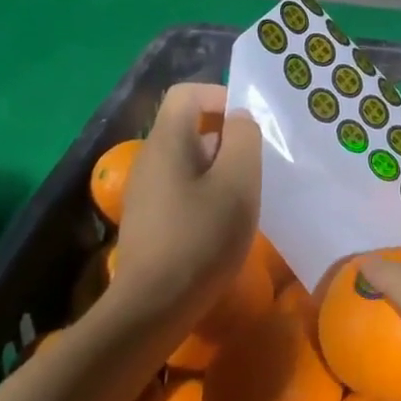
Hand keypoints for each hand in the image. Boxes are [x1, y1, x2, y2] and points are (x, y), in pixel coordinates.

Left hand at [104, 83, 261, 328]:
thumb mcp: (238, 182)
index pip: (188, 93)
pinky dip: (206, 194)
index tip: (249, 128)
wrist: (152, 308)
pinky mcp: (148, 220)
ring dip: (220, 169)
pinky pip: (181, 188)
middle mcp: (150, 159)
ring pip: (188, 160)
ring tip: (244, 197)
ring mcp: (145, 191)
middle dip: (227, 138)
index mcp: (167, 141)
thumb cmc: (201, 236)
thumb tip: (240, 119)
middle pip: (190, 127)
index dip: (221, 97)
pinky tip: (223, 224)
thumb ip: (244, 139)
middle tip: (255, 166)